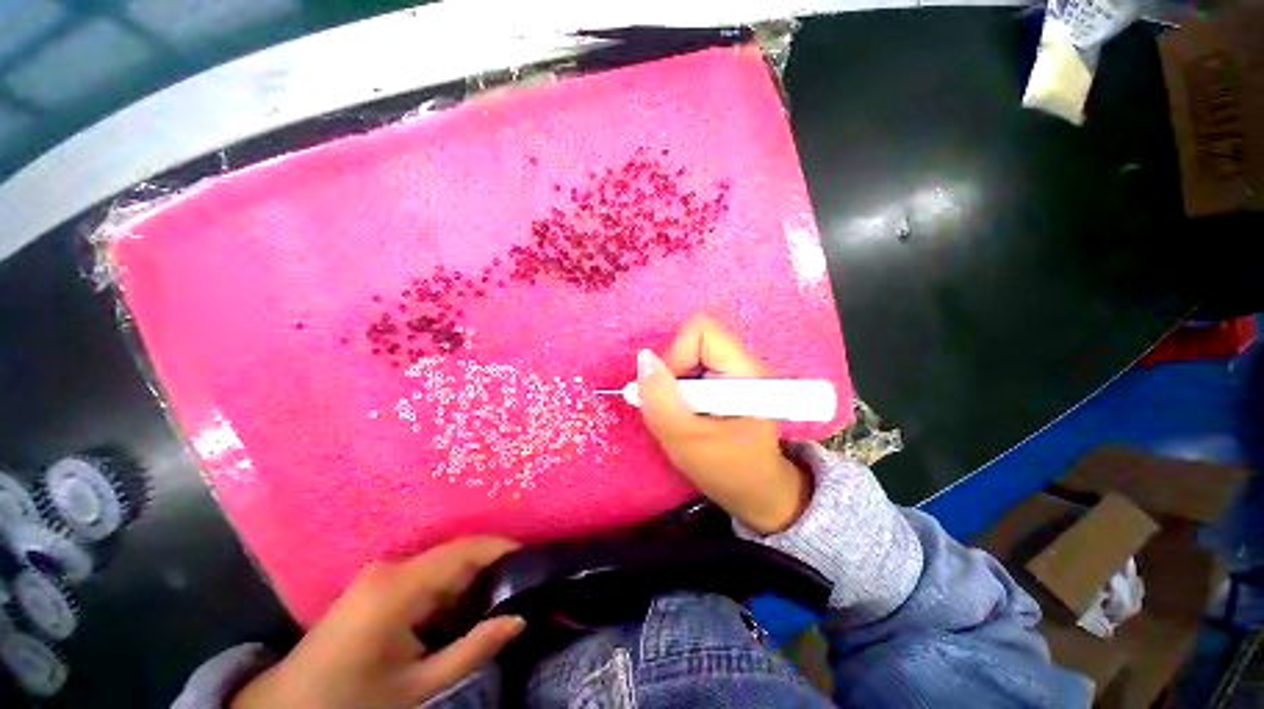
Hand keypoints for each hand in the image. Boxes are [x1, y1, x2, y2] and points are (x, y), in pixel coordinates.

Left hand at [231, 538, 524, 708]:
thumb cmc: (351, 703)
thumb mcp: (417, 687)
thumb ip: (472, 650)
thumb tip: (520, 618)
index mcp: (400, 587)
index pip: (466, 550)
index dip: (503, 549)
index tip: (533, 560)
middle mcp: (393, 568)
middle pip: (457, 553)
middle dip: (492, 567)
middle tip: (522, 585)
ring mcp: (383, 573)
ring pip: (444, 564)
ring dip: (472, 580)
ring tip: (500, 599)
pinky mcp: (377, 584)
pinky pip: (427, 575)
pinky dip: (451, 589)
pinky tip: (462, 611)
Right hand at [637, 314, 810, 534]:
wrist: (756, 490)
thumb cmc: (727, 470)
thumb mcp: (685, 440)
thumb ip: (660, 399)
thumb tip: (644, 357)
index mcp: (746, 371)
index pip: (702, 330)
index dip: (676, 355)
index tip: (673, 393)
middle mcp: (745, 362)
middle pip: (694, 340)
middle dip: (674, 372)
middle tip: (676, 406)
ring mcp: (738, 370)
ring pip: (690, 354)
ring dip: (676, 383)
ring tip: (684, 413)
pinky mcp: (729, 379)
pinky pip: (694, 367)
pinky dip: (682, 387)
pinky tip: (689, 411)